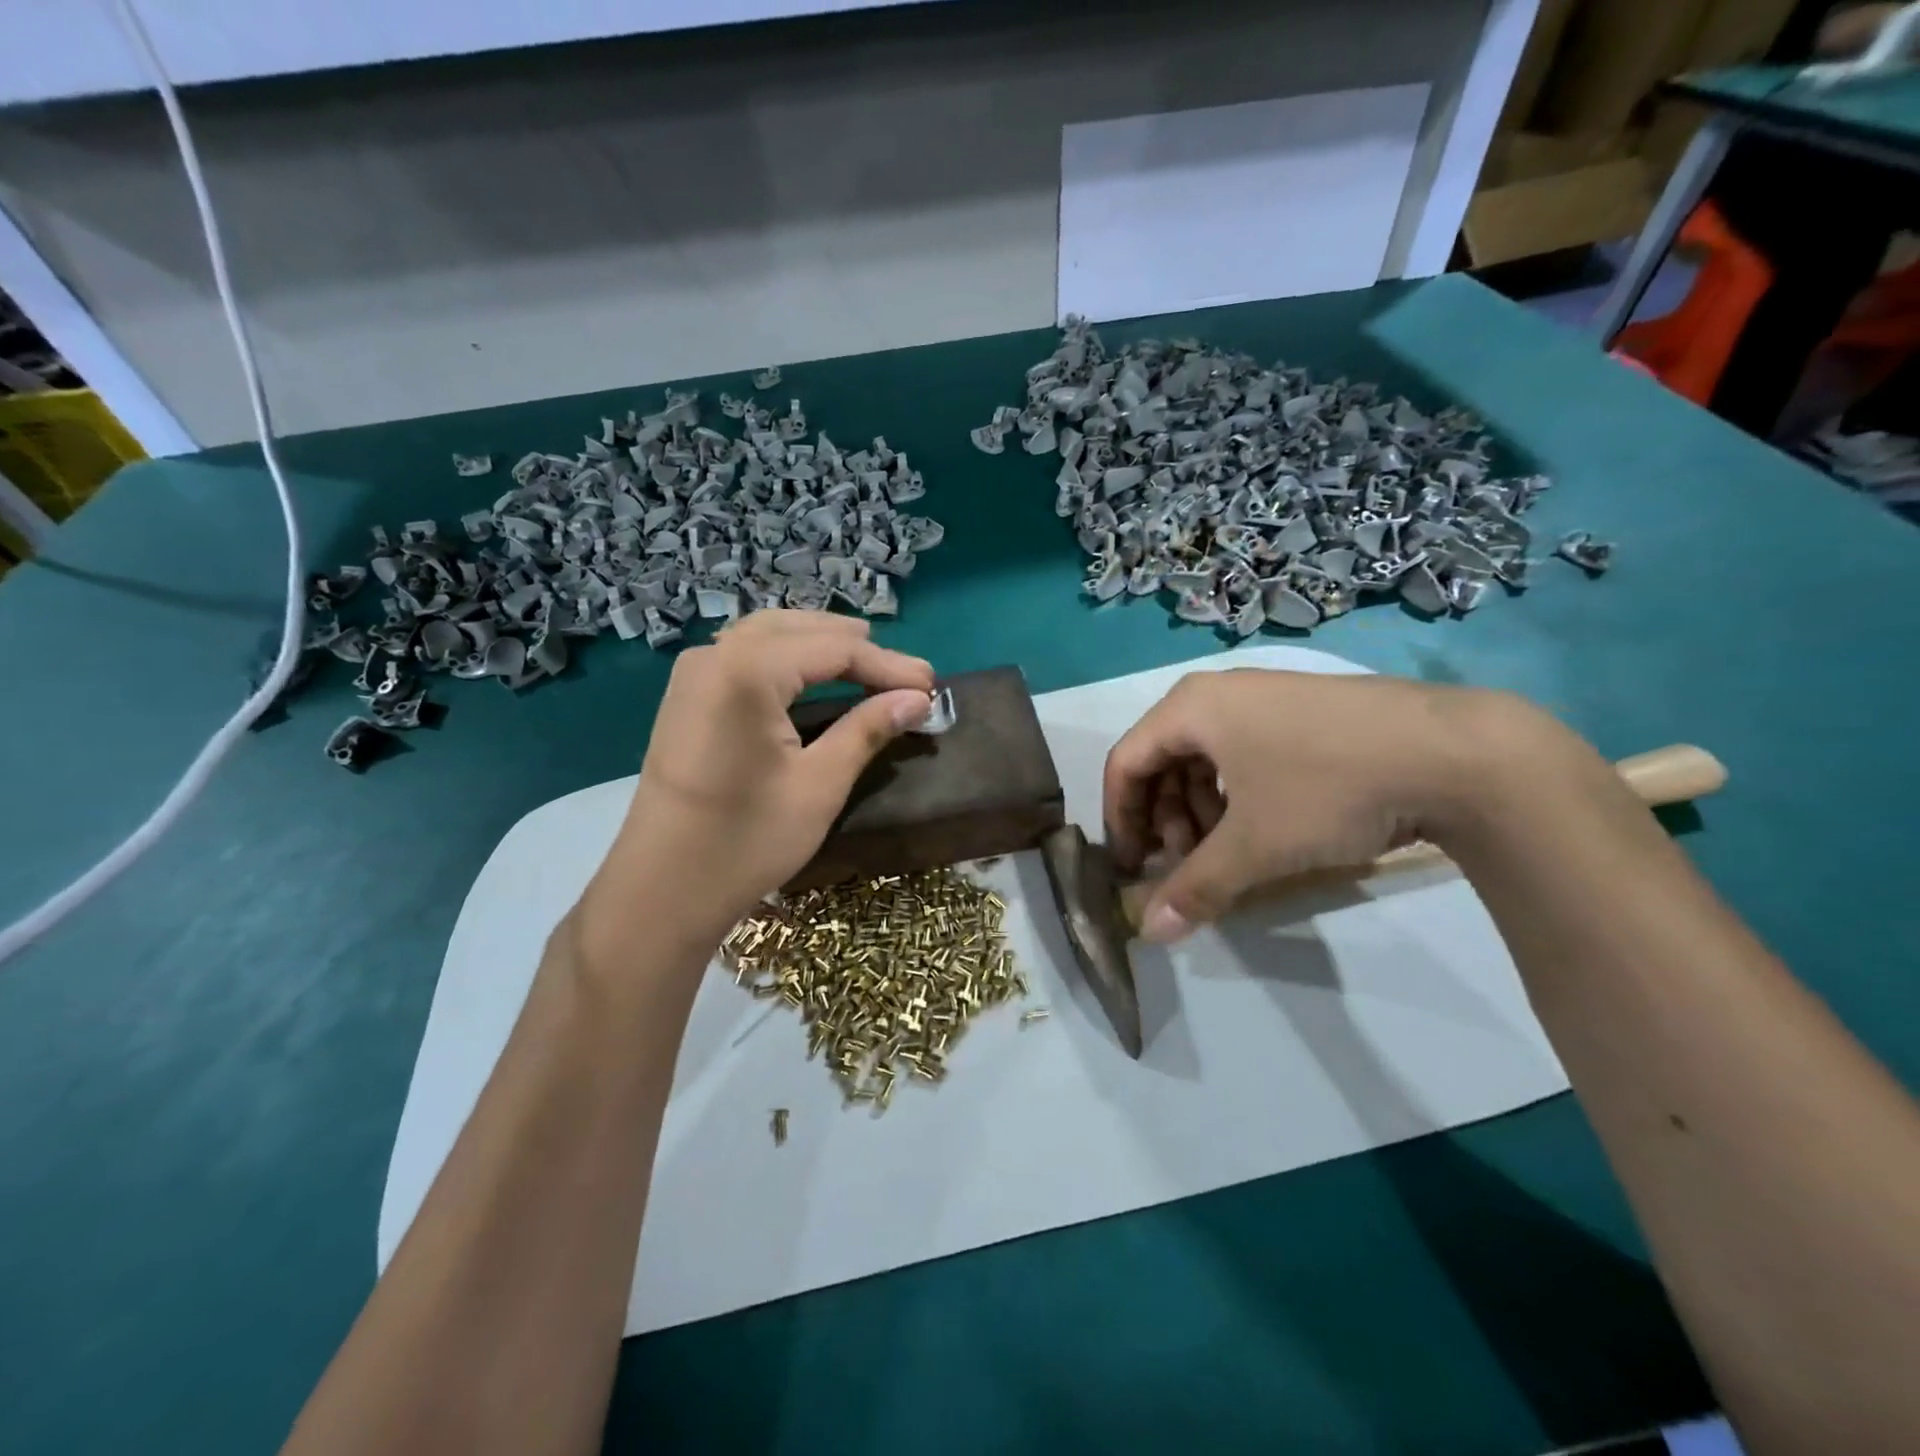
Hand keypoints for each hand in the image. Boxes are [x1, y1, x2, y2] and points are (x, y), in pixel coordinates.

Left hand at [582, 611, 932, 955]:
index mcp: (747, 671)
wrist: (661, 890)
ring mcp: (694, 673)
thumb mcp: (819, 785)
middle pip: (801, 630)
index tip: (932, 686)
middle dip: (858, 649)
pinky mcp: (687, 696)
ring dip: (822, 644)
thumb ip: (868, 730)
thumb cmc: (746, 841)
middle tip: (908, 677)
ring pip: (770, 634)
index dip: (888, 665)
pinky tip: (811, 673)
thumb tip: (918, 699)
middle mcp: (715, 655)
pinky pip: (745, 653)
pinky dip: (787, 655)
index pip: (834, 649)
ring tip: (868, 662)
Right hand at [1103, 669, 1544, 941]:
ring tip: (1229, 853)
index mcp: (1190, 708)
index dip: (1120, 820)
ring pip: (1205, 760)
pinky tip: (1266, 828)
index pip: (1126, 763)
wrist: (1456, 752)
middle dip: (1167, 820)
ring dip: (1202, 812)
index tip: (1133, 868)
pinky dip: (1237, 796)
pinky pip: (1244, 753)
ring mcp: (1265, 698)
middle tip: (1188, 863)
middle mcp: (1219, 694)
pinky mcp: (1303, 712)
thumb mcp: (1254, 846)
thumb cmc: (1328, 788)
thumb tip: (1149, 933)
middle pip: (1164, 761)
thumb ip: (1194, 888)